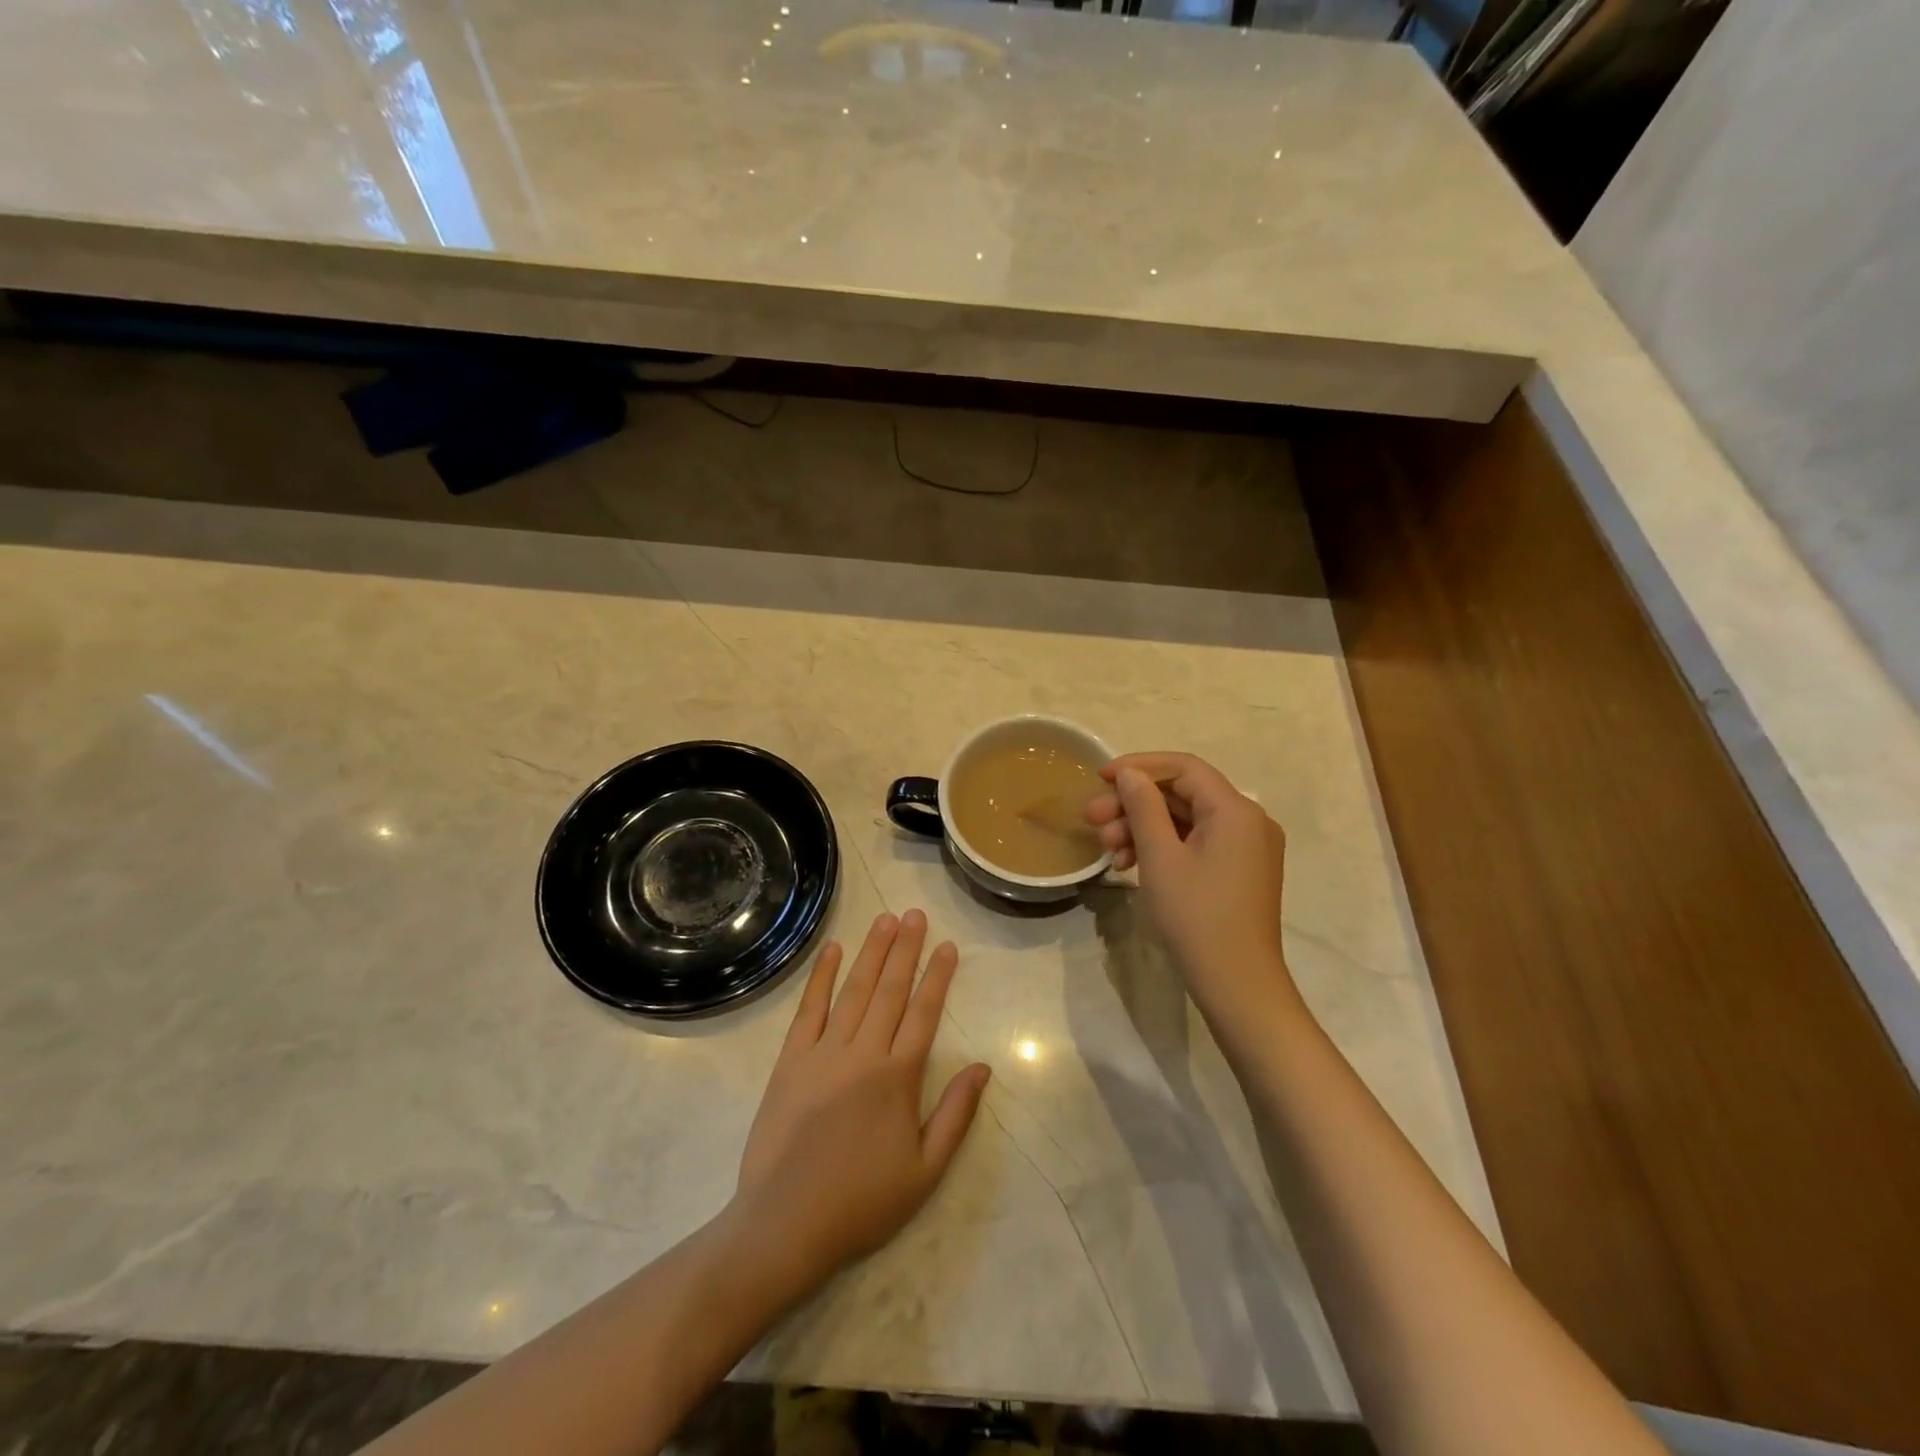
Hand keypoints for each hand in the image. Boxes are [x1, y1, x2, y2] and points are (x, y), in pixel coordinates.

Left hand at [731, 910, 990, 1292]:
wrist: (785, 1226)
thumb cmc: (862, 1203)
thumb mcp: (925, 1171)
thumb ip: (956, 1114)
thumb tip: (983, 1067)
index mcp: (898, 1078)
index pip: (924, 1013)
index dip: (937, 976)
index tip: (947, 945)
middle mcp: (863, 1054)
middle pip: (890, 991)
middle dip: (906, 950)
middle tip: (916, 915)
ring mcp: (823, 1053)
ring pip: (855, 991)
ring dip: (872, 953)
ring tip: (886, 920)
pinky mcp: (790, 1061)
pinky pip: (809, 1010)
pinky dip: (821, 978)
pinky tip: (833, 951)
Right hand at [1085, 753, 1298, 1023]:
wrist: (1238, 986)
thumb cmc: (1196, 917)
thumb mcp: (1160, 857)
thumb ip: (1143, 807)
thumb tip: (1130, 773)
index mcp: (1235, 810)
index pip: (1183, 767)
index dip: (1138, 767)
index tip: (1099, 778)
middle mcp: (1248, 820)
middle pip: (1182, 794)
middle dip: (1133, 804)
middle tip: (1091, 820)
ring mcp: (1247, 847)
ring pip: (1185, 820)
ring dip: (1142, 828)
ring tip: (1107, 850)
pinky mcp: (1239, 870)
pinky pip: (1196, 843)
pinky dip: (1162, 847)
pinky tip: (1129, 865)